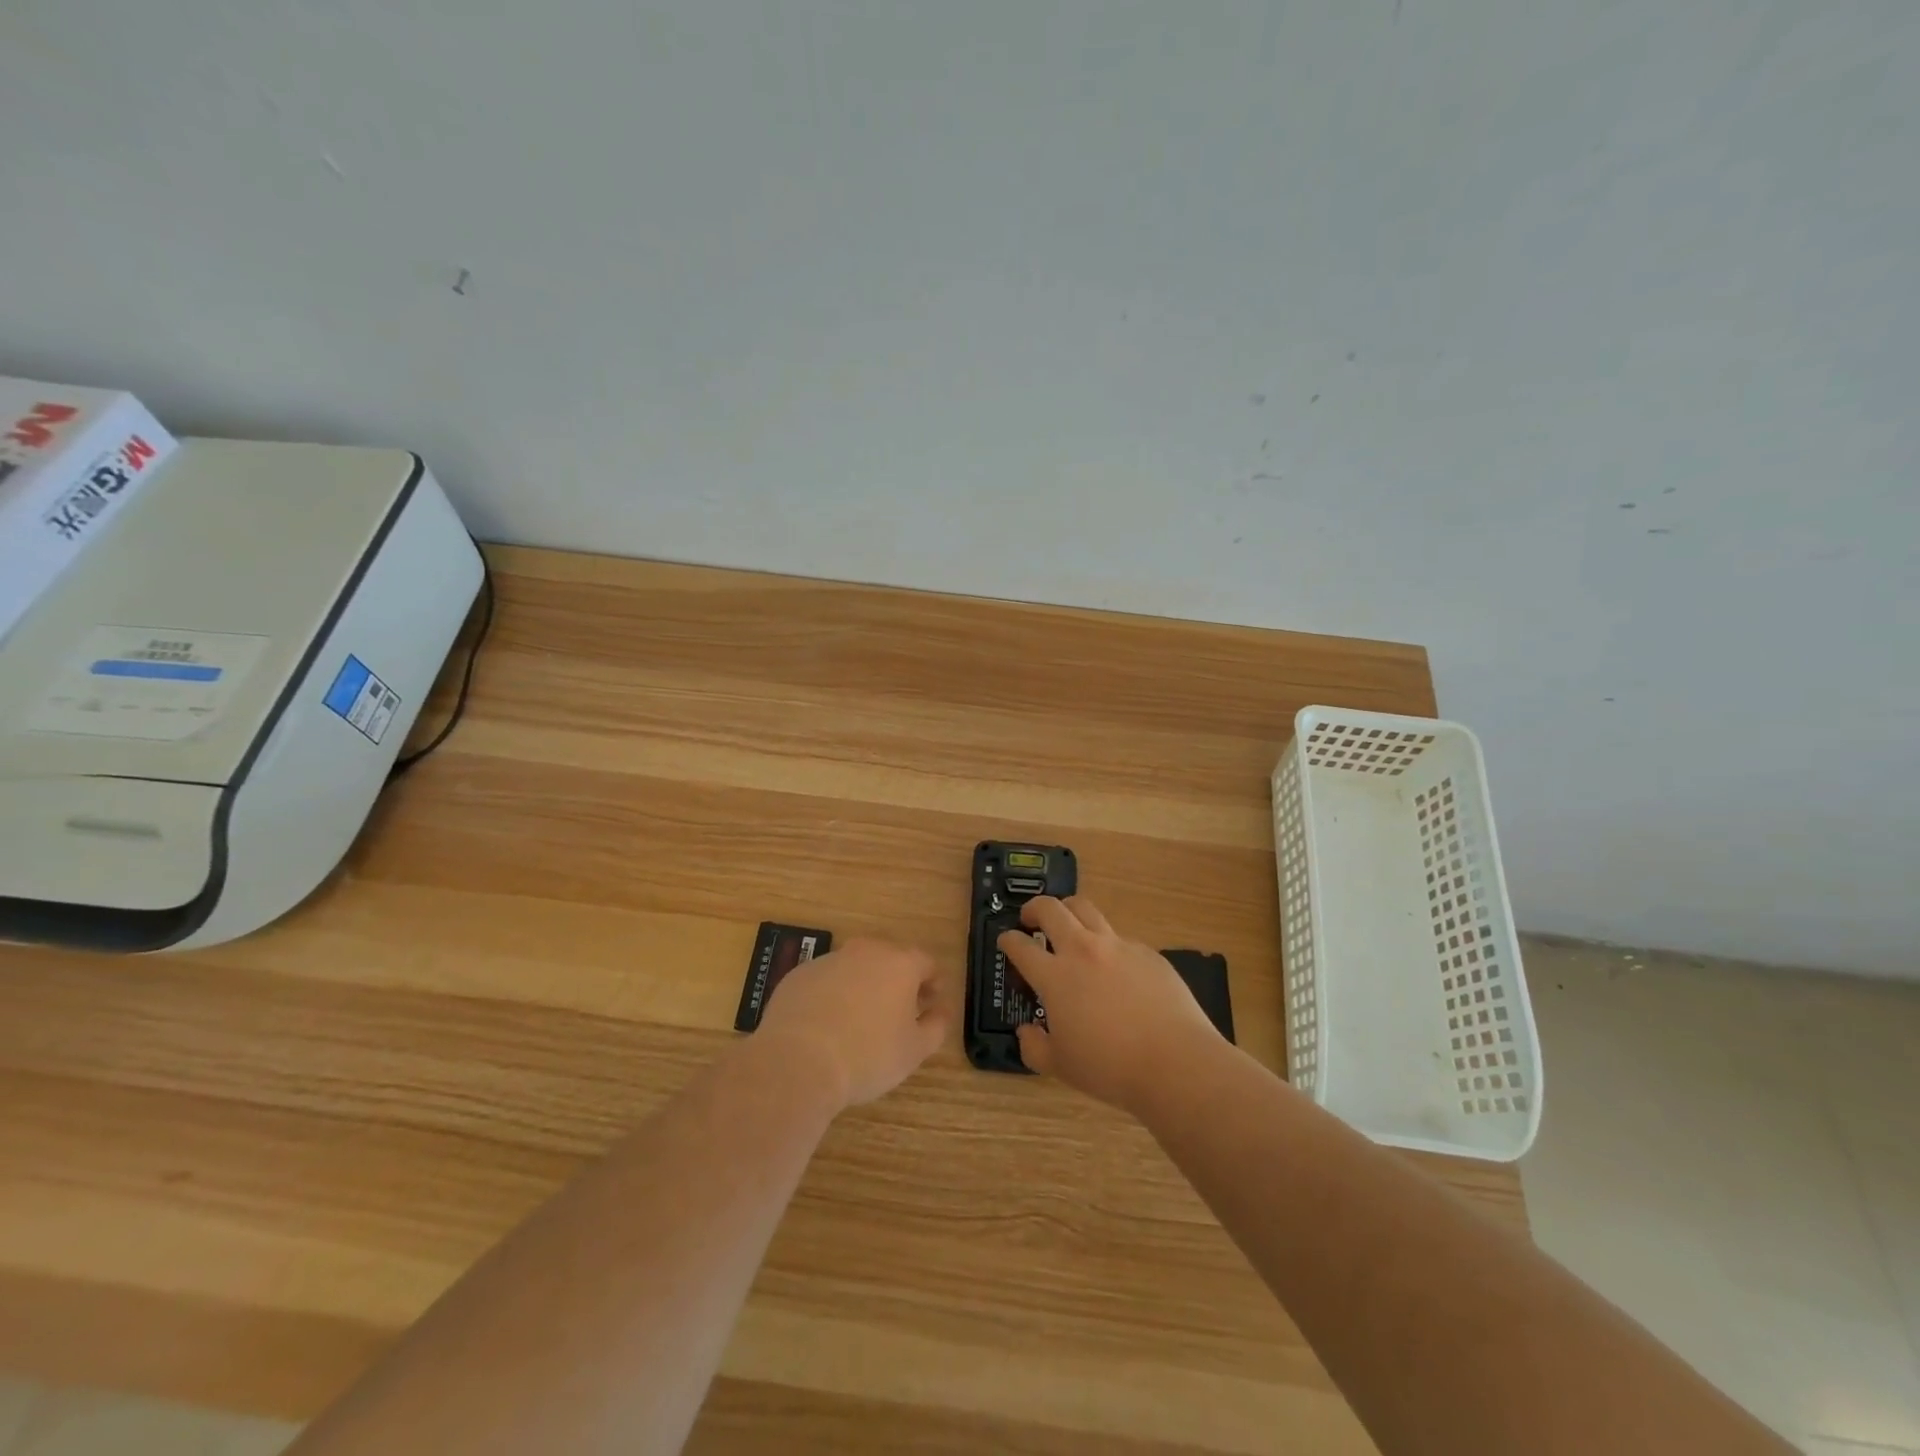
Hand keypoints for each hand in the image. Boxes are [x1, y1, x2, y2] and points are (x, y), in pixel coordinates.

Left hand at [756, 937, 950, 1109]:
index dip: (933, 982)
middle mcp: (865, 951)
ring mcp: (828, 960)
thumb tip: (941, 1011)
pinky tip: (826, 1025)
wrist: (798, 1062)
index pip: (926, 962)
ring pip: (855, 968)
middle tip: (898, 1012)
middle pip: (889, 959)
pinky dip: (831, 996)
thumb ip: (936, 1026)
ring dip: (863, 986)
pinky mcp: (798, 975)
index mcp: (899, 963)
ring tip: (859, 1021)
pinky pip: (825, 981)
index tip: (931, 1003)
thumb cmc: (867, 1055)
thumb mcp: (914, 1050)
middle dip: (897, 982)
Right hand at [998, 897, 1222, 1113]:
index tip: (1006, 941)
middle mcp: (1083, 950)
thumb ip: (1034, 1047)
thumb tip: (1026, 1031)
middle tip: (1030, 919)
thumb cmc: (1110, 1068)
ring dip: (1069, 911)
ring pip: (1085, 909)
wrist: (1175, 1062)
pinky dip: (1106, 943)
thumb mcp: (1060, 1067)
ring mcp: (1118, 946)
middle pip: (1051, 909)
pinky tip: (1113, 967)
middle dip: (1034, 908)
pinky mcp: (1147, 952)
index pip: (1020, 946)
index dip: (1008, 940)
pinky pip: (1119, 937)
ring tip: (1068, 925)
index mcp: (1055, 976)